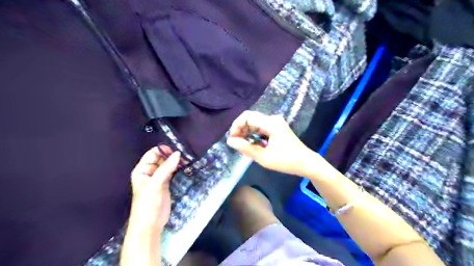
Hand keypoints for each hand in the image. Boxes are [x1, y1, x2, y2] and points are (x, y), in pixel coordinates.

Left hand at [120, 147, 180, 265]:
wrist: (150, 224)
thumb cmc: (147, 203)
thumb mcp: (155, 184)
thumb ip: (166, 168)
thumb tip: (178, 153)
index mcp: (142, 170)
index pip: (152, 154)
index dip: (163, 150)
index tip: (176, 150)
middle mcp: (149, 172)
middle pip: (161, 158)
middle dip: (171, 155)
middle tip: (185, 154)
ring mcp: (158, 178)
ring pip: (167, 165)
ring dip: (176, 161)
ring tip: (187, 159)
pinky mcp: (166, 183)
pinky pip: (172, 171)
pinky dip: (178, 168)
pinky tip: (185, 166)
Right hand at [227, 110, 315, 176]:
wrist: (306, 163)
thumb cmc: (286, 161)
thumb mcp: (264, 157)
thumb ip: (246, 148)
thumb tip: (230, 141)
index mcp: (270, 123)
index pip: (247, 116)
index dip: (236, 125)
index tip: (232, 139)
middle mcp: (273, 119)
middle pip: (250, 119)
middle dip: (240, 129)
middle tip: (236, 144)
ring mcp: (276, 123)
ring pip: (255, 123)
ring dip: (247, 133)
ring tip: (243, 146)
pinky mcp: (277, 128)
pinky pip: (261, 128)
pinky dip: (254, 135)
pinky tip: (253, 145)